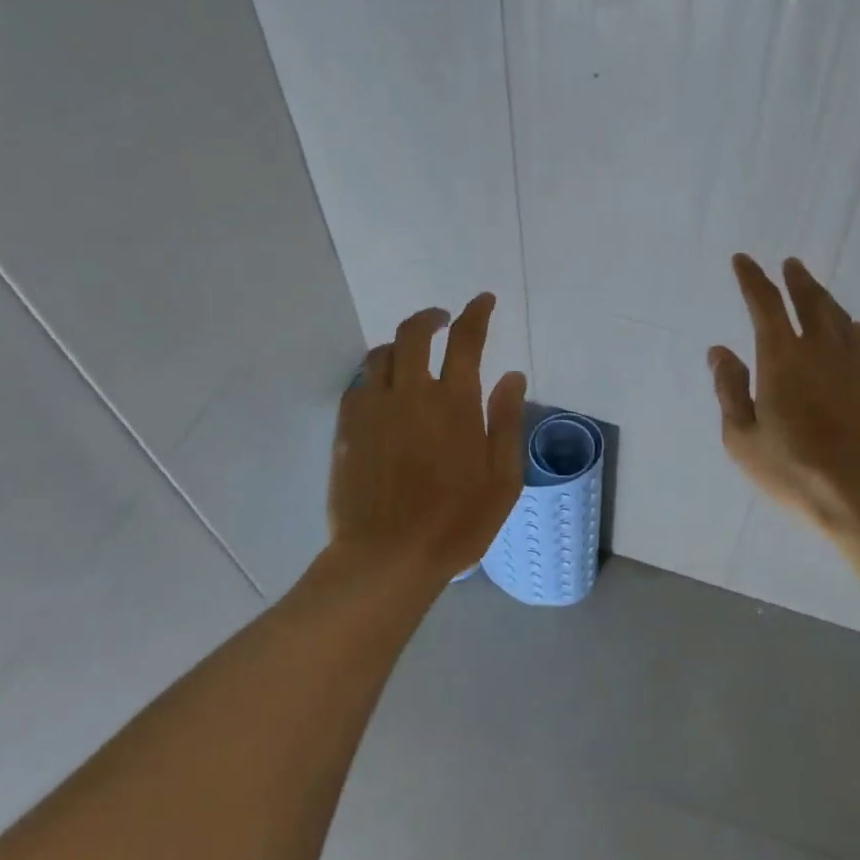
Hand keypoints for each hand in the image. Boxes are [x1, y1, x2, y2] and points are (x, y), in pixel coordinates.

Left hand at [328, 294, 527, 580]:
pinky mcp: (348, 429)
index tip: (482, 301)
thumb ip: (506, 421)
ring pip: (381, 355)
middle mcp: (412, 393)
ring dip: (400, 345)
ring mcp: (374, 409)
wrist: (387, 558)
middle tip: (442, 320)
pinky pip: (358, 384)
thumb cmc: (457, 523)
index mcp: (455, 402)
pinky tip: (383, 390)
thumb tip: (512, 375)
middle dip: (430, 318)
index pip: (466, 340)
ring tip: (411, 356)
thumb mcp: (502, 479)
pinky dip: (375, 375)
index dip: (476, 314)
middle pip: (414, 334)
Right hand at [708, 255, 859, 539]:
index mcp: (783, 359)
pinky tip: (853, 329)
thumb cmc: (797, 475)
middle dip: (796, 280)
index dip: (752, 279)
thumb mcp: (743, 441)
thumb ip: (730, 390)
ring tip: (815, 290)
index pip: (764, 304)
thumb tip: (719, 350)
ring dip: (824, 299)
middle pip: (810, 301)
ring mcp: (859, 365)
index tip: (743, 261)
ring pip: (841, 318)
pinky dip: (853, 329)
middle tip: (790, 264)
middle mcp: (822, 350)